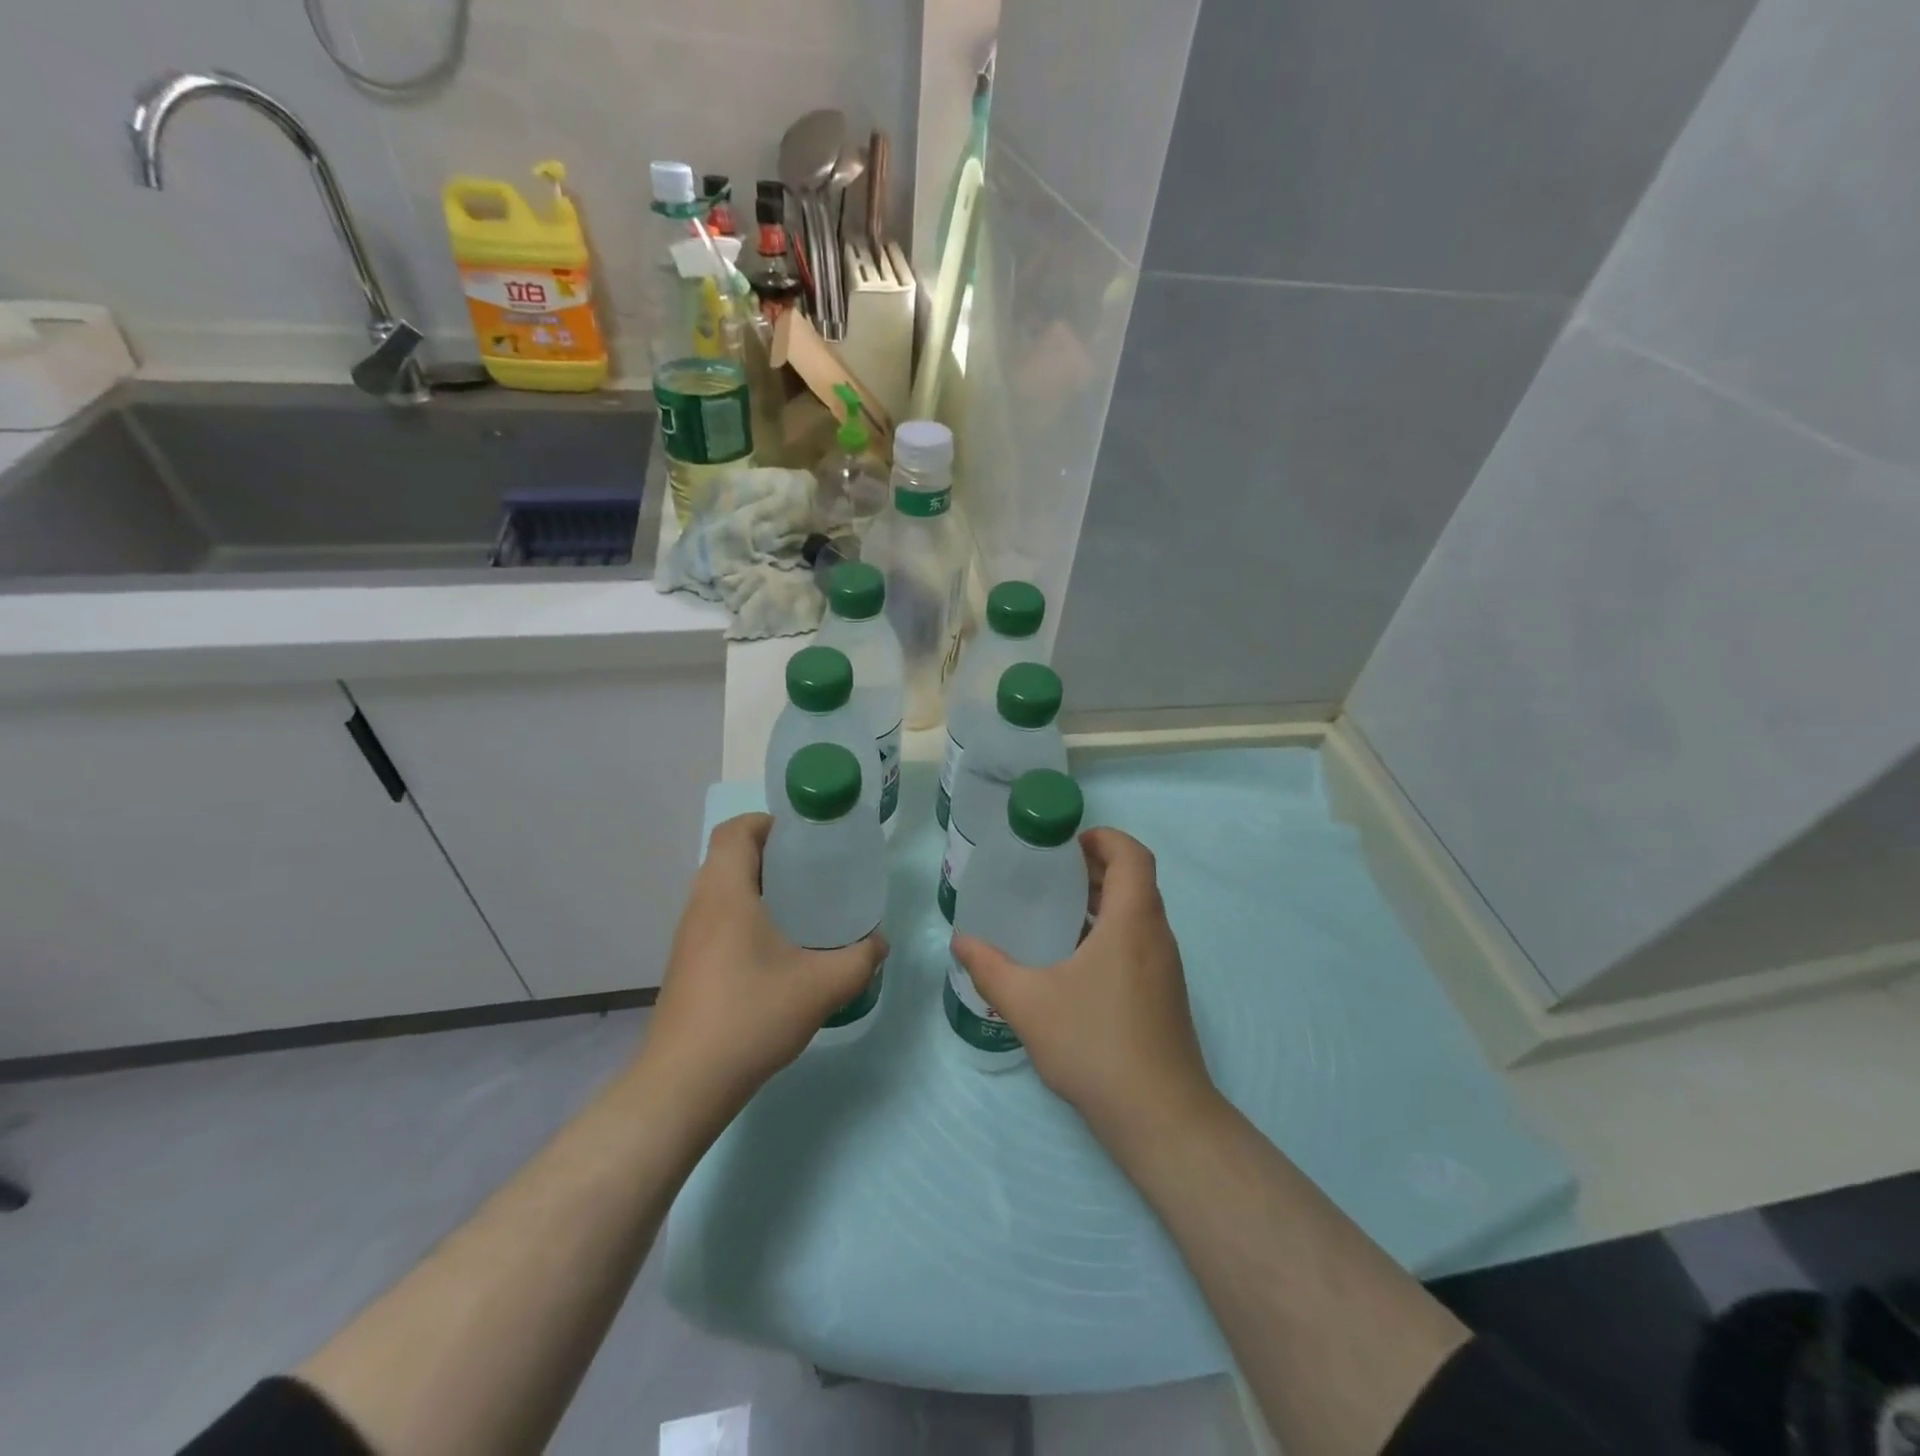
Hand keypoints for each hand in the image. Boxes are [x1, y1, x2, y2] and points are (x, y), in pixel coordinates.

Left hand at [637, 813, 886, 1128]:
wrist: (684, 1084)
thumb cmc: (751, 1017)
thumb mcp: (822, 986)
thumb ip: (859, 959)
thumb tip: (879, 942)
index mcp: (725, 894)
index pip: (735, 831)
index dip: (768, 823)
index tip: (805, 839)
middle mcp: (700, 906)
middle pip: (729, 857)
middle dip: (772, 855)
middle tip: (816, 871)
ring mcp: (688, 938)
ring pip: (722, 891)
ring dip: (759, 887)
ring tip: (804, 907)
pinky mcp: (687, 966)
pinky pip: (718, 920)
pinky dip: (747, 916)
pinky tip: (778, 950)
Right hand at [951, 828, 1216, 1147]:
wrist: (1160, 1117)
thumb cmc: (1096, 1045)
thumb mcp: (1029, 1004)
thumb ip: (990, 968)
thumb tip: (960, 941)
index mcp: (1132, 921)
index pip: (1133, 855)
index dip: (1104, 838)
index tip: (1066, 844)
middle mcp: (1156, 935)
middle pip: (1135, 880)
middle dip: (1095, 867)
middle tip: (1049, 872)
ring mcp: (1166, 966)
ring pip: (1138, 913)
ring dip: (1102, 900)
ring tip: (1055, 910)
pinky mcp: (1165, 993)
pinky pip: (1139, 941)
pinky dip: (1110, 930)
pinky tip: (1073, 960)